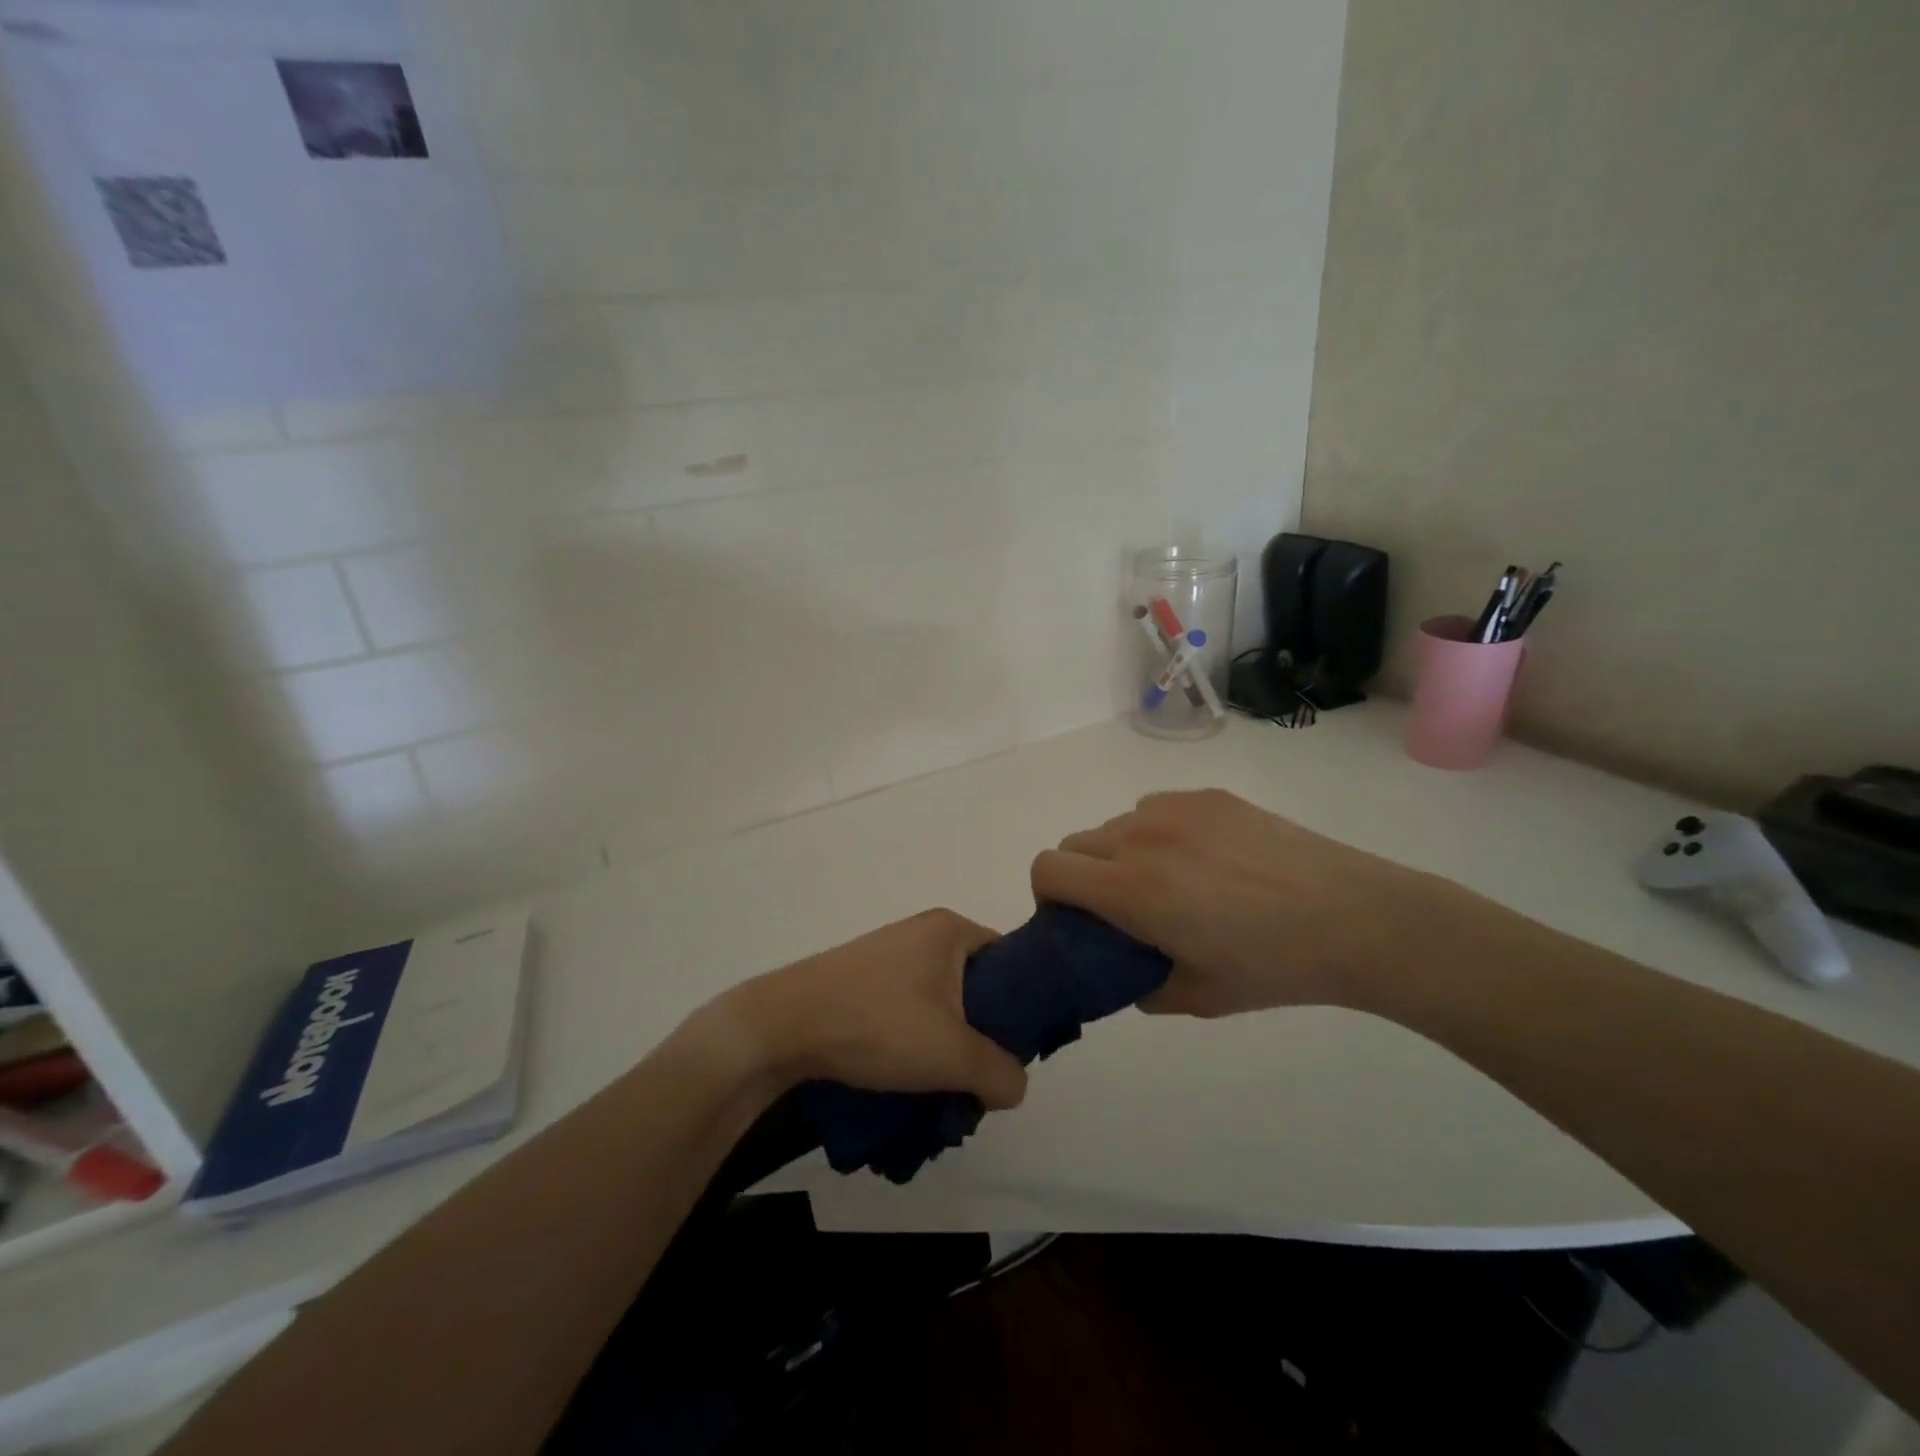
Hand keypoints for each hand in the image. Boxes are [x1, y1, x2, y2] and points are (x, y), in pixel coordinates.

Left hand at [697, 910, 1028, 1109]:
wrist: (781, 1026)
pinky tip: (906, 1072)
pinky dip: (917, 1038)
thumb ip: (1001, 1073)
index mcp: (951, 929)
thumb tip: (1014, 1085)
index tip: (1016, 1050)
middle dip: (982, 1033)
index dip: (1023, 1006)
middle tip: (979, 1074)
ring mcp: (889, 953)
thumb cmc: (876, 1024)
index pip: (1011, 961)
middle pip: (977, 985)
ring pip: (942, 1002)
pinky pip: (910, 1006)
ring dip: (948, 1043)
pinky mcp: (863, 978)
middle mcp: (923, 932)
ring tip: (940, 1082)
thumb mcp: (952, 1055)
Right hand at [1030, 790, 1460, 1017]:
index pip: (1048, 868)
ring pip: (1116, 824)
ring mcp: (1176, 808)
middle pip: (1075, 843)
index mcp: (1131, 887)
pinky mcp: (1209, 795)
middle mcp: (1141, 836)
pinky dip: (1159, 832)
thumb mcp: (1196, 997)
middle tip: (1123, 907)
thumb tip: (1122, 971)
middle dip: (1082, 876)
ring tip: (1173, 882)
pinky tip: (1207, 860)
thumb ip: (1139, 986)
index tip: (1074, 919)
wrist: (1353, 918)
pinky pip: (1157, 808)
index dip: (1048, 895)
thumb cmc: (1272, 967)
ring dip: (1121, 853)